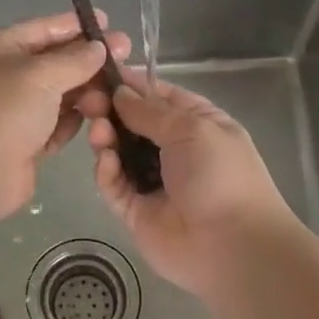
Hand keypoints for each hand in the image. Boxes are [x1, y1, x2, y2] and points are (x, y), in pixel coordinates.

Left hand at [0, 12, 130, 222]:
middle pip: (54, 62)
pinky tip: (93, 122)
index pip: (44, 29)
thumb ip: (75, 59)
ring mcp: (12, 109)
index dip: (77, 25)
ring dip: (85, 95)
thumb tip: (98, 47)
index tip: (109, 23)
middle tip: (127, 58)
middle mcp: (3, 74)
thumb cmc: (5, 111)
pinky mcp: (22, 140)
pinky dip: (70, 122)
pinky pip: (54, 123)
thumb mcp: (42, 75)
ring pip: (58, 94)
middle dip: (88, 62)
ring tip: (112, 98)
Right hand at [86, 77, 302, 295]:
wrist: (231, 246)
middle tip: (87, 102)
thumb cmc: (220, 175)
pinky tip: (106, 161)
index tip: (99, 73)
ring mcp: (153, 181)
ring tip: (98, 131)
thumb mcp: (191, 129)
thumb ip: (150, 111)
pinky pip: (114, 185)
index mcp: (197, 124)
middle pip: (133, 123)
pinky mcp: (135, 211)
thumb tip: (120, 93)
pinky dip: (107, 171)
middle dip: (110, 110)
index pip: (158, 96)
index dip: (131, 84)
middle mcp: (174, 150)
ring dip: (106, 138)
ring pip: (119, 152)